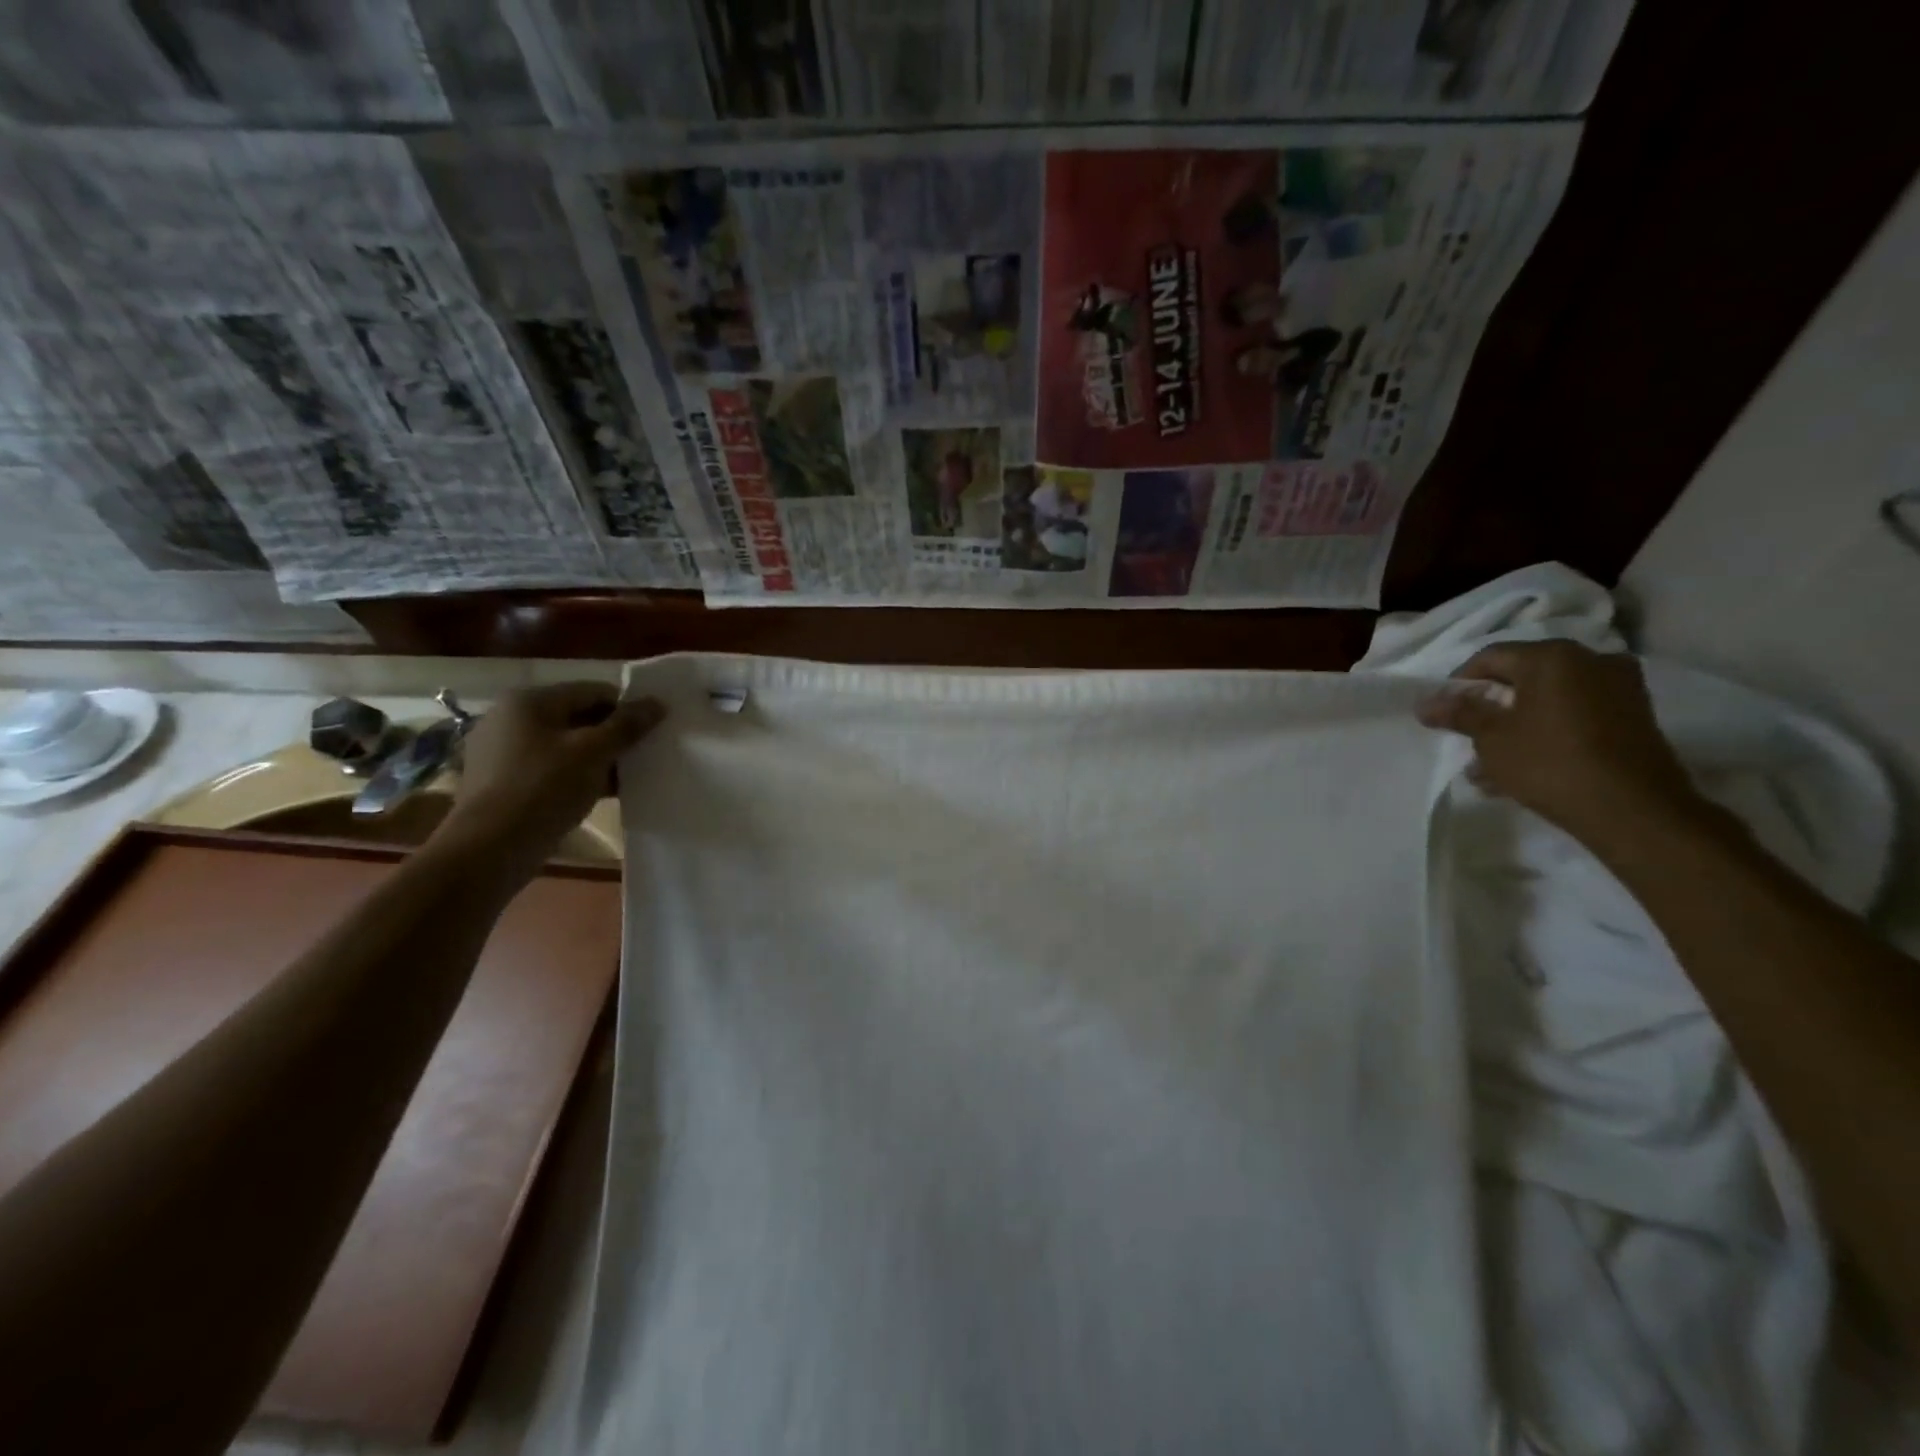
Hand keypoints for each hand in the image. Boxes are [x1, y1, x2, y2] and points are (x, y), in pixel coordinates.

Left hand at [436, 682, 663, 874]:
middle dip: (613, 735)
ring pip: (565, 745)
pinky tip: (600, 794)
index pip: (593, 691)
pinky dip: (576, 776)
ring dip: (597, 758)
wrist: (489, 849)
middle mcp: (510, 718)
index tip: (653, 732)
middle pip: (578, 716)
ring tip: (626, 778)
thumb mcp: (594, 752)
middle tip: (643, 756)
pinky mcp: (502, 781)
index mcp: (529, 700)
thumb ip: (627, 725)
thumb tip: (657, 703)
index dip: (627, 708)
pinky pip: (550, 768)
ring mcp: (502, 751)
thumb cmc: (544, 789)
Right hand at [1415, 641, 1698, 841]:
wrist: (1634, 810)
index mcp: (1553, 656)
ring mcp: (1619, 689)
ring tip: (1489, 766)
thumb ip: (1459, 713)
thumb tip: (1425, 703)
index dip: (1459, 684)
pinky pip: (1575, 717)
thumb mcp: (1491, 738)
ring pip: (1549, 701)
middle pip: (1522, 678)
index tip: (1444, 714)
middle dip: (1490, 709)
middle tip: (1467, 739)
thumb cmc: (1550, 762)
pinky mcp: (1634, 718)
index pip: (1490, 657)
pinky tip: (1523, 769)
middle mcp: (1591, 661)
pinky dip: (1547, 734)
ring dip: (1516, 727)